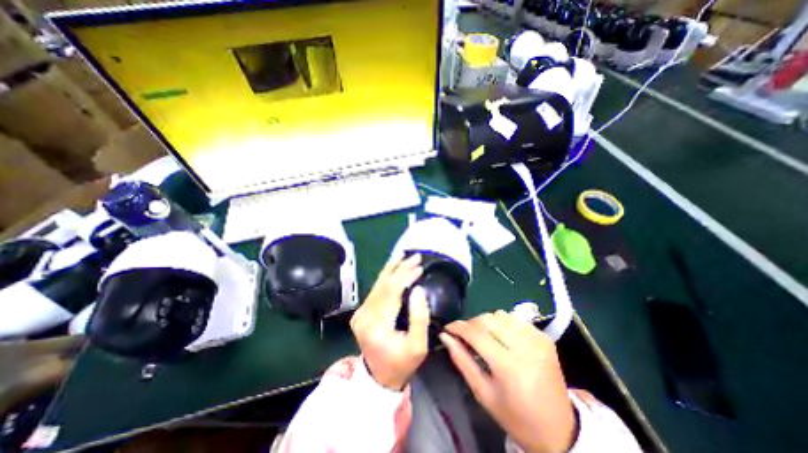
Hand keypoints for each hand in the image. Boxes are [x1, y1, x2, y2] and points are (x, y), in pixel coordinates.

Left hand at [351, 254, 431, 390]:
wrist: (378, 378)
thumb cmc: (402, 364)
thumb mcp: (418, 346)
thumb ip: (419, 317)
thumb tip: (418, 289)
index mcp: (377, 326)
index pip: (392, 292)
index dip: (406, 276)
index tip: (420, 267)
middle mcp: (364, 316)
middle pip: (383, 285)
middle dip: (400, 268)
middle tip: (415, 256)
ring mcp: (360, 313)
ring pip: (377, 284)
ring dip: (391, 268)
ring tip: (402, 254)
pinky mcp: (361, 312)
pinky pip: (375, 289)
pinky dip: (385, 276)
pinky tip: (392, 267)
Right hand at [440, 312, 577, 452]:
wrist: (559, 430)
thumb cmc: (515, 416)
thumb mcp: (483, 393)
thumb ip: (462, 360)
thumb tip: (445, 336)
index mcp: (509, 367)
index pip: (476, 333)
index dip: (458, 327)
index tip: (447, 328)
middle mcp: (525, 347)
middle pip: (487, 319)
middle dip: (471, 323)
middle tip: (464, 335)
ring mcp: (537, 339)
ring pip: (500, 315)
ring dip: (486, 322)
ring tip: (483, 337)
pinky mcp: (544, 336)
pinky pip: (514, 319)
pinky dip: (502, 323)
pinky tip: (501, 337)